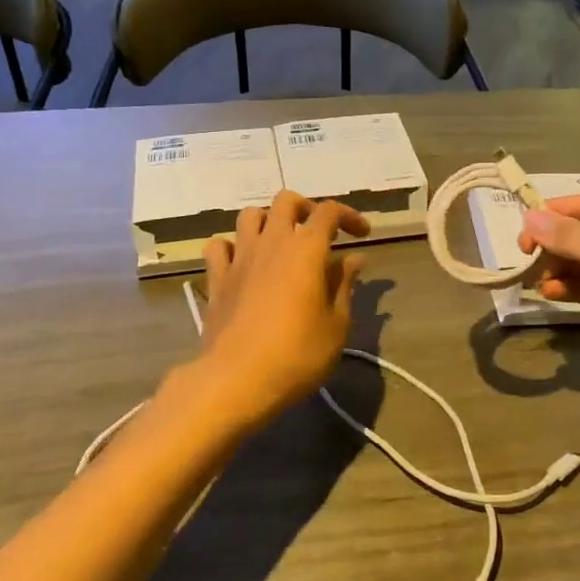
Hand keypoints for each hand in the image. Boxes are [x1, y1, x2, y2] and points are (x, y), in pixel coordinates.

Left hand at [198, 192, 367, 426]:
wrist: (236, 379)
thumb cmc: (297, 354)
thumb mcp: (336, 325)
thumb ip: (344, 286)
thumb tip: (355, 259)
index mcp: (306, 249)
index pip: (329, 212)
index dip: (349, 216)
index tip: (362, 235)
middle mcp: (272, 242)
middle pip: (287, 201)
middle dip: (307, 208)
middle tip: (320, 233)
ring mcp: (239, 258)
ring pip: (250, 215)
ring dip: (269, 221)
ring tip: (281, 243)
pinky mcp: (217, 279)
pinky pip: (219, 247)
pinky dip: (232, 247)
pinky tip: (242, 263)